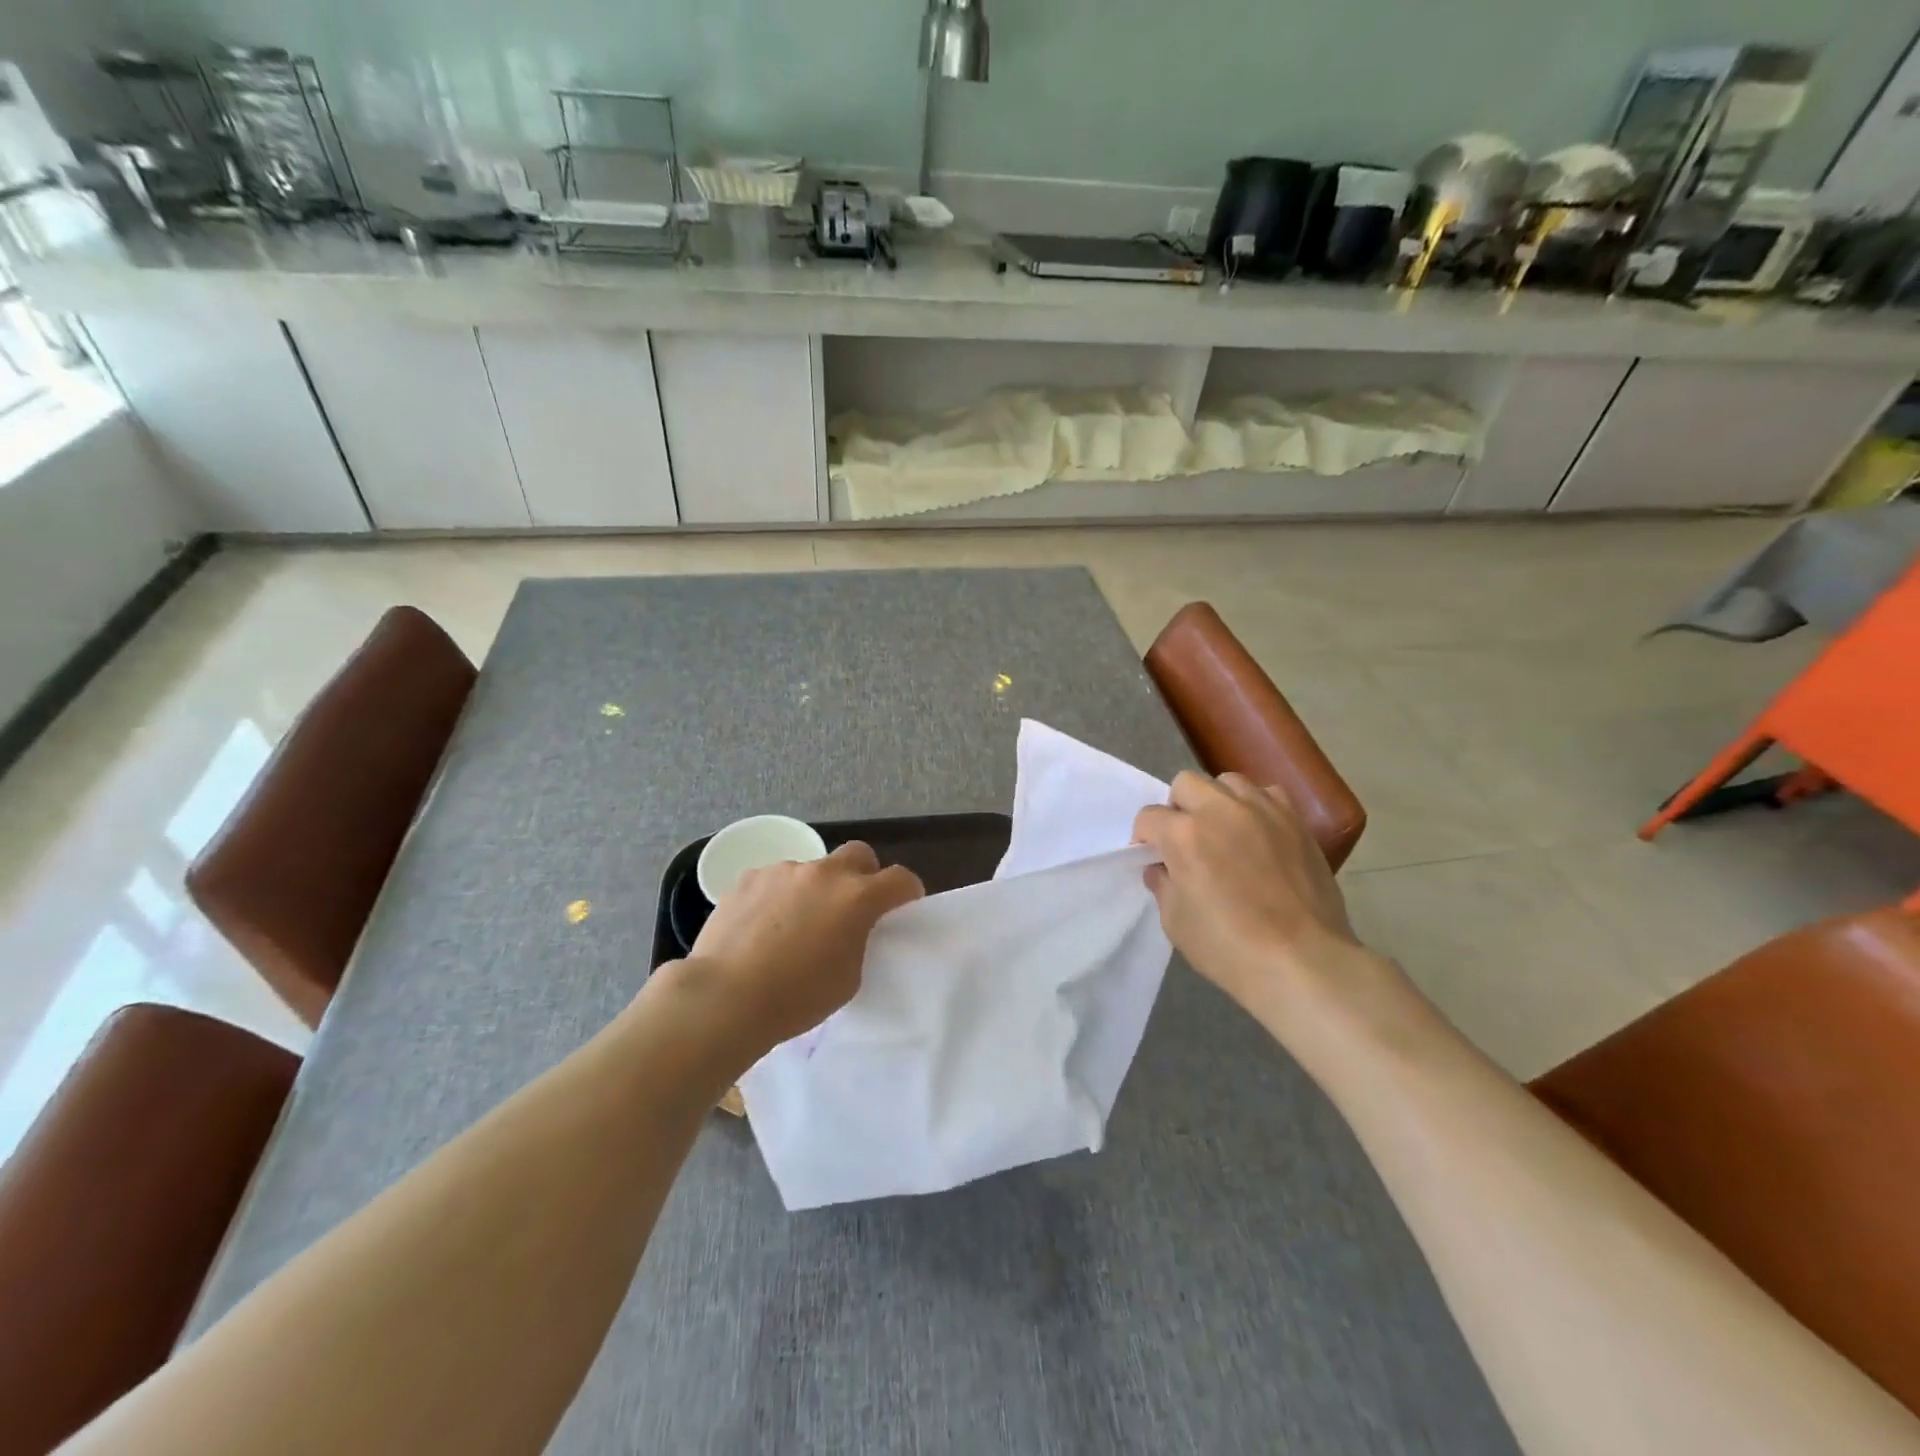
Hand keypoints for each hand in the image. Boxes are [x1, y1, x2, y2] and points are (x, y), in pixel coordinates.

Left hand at [679, 841, 923, 1055]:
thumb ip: (858, 940)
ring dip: (815, 889)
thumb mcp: (849, 977)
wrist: (725, 997)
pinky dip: (779, 896)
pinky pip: (775, 880)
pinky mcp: (748, 877)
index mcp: (857, 897)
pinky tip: (762, 926)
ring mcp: (783, 870)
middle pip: (859, 854)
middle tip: (852, 906)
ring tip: (795, 924)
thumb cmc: (796, 997)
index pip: (901, 879)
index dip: (907, 892)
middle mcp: (824, 873)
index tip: (902, 908)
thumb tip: (850, 928)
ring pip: (812, 869)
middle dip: (864, 874)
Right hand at [1132, 772, 1366, 1025]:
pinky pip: (1268, 794)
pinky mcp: (1295, 821)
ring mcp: (1262, 811)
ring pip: (1228, 782)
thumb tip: (1162, 868)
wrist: (1302, 961)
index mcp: (1184, 835)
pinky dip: (1256, 806)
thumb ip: (1163, 885)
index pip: (1149, 817)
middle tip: (1185, 840)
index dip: (1144, 838)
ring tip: (1224, 831)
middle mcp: (1220, 810)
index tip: (1152, 858)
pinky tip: (1258, 833)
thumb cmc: (1229, 947)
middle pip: (1186, 784)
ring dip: (1217, 801)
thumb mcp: (1176, 922)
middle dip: (1177, 808)